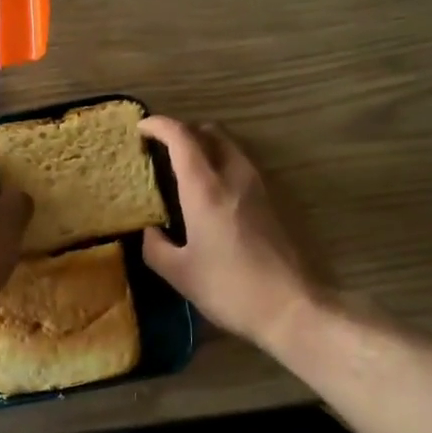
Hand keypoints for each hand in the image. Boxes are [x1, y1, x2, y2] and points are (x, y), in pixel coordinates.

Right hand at [139, 117, 321, 353]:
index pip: (181, 137)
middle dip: (183, 132)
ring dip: (205, 146)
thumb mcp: (179, 273)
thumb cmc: (228, 288)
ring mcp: (259, 186)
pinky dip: (220, 164)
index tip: (140, 129)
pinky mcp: (273, 201)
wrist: (291, 307)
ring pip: (229, 146)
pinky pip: (241, 165)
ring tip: (184, 169)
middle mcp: (234, 176)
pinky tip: (210, 193)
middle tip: (161, 149)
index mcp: (205, 189)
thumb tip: (150, 232)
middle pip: (210, 132)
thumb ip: (155, 246)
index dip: (158, 125)